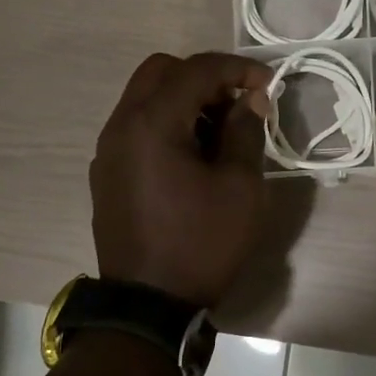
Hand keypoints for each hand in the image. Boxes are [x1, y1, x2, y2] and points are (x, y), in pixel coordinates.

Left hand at [90, 52, 271, 306]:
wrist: (148, 306)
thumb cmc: (201, 244)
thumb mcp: (240, 187)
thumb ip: (245, 132)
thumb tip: (250, 100)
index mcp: (152, 123)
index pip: (196, 69)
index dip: (237, 69)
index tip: (268, 84)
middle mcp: (121, 125)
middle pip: (161, 71)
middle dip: (204, 77)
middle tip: (237, 103)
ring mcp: (108, 150)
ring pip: (145, 97)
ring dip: (184, 99)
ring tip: (219, 132)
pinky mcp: (106, 172)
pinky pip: (136, 126)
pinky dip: (166, 122)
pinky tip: (193, 155)